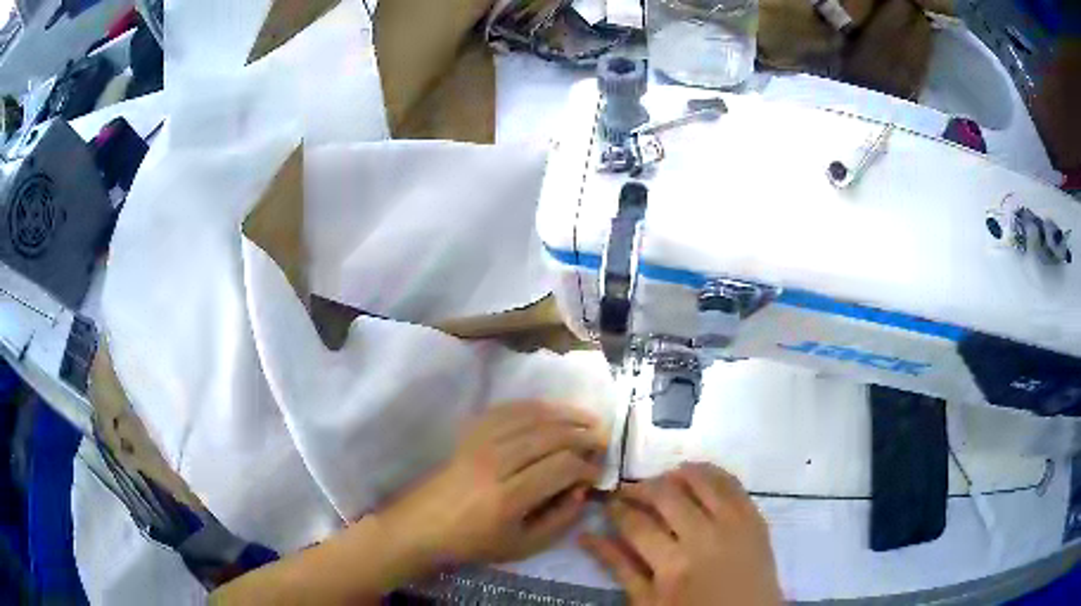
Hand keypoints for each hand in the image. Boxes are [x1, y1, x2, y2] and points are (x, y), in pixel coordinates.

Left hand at [379, 401, 606, 565]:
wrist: (424, 525)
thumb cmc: (474, 542)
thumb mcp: (523, 547)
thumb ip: (559, 521)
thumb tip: (581, 490)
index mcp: (508, 498)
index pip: (561, 467)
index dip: (587, 468)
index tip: (598, 475)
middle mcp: (494, 463)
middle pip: (549, 436)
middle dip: (582, 435)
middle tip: (602, 441)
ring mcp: (479, 444)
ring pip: (530, 417)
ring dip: (564, 415)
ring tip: (588, 419)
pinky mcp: (469, 434)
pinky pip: (506, 410)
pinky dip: (533, 406)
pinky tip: (551, 410)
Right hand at [581, 463, 781, 605]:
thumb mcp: (648, 602)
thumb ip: (619, 567)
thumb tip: (586, 536)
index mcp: (673, 565)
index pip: (636, 523)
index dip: (617, 509)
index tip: (609, 503)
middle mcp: (705, 536)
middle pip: (666, 494)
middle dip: (641, 488)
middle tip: (631, 492)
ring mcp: (734, 523)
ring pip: (701, 479)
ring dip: (676, 474)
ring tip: (663, 482)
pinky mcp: (755, 517)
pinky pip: (732, 483)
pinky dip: (712, 473)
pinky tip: (697, 476)